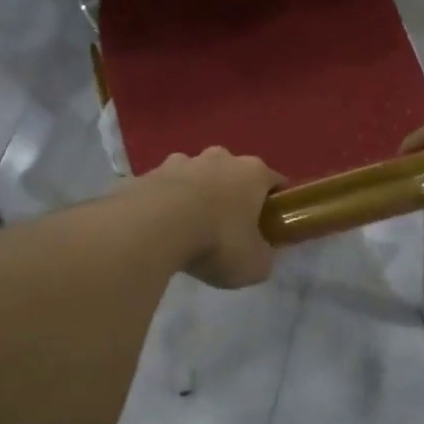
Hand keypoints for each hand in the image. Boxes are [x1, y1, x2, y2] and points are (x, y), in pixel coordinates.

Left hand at [133, 148, 284, 288]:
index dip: (275, 203)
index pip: (275, 182)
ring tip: (189, 228)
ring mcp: (180, 161)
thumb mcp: (254, 265)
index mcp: (253, 172)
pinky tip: (160, 228)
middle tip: (228, 229)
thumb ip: (263, 257)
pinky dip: (165, 203)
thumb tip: (260, 255)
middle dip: (232, 196)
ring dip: (196, 196)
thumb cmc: (217, 241)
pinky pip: (163, 188)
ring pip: (196, 176)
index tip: (270, 225)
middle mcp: (219, 158)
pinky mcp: (148, 173)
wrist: (153, 228)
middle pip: (233, 174)